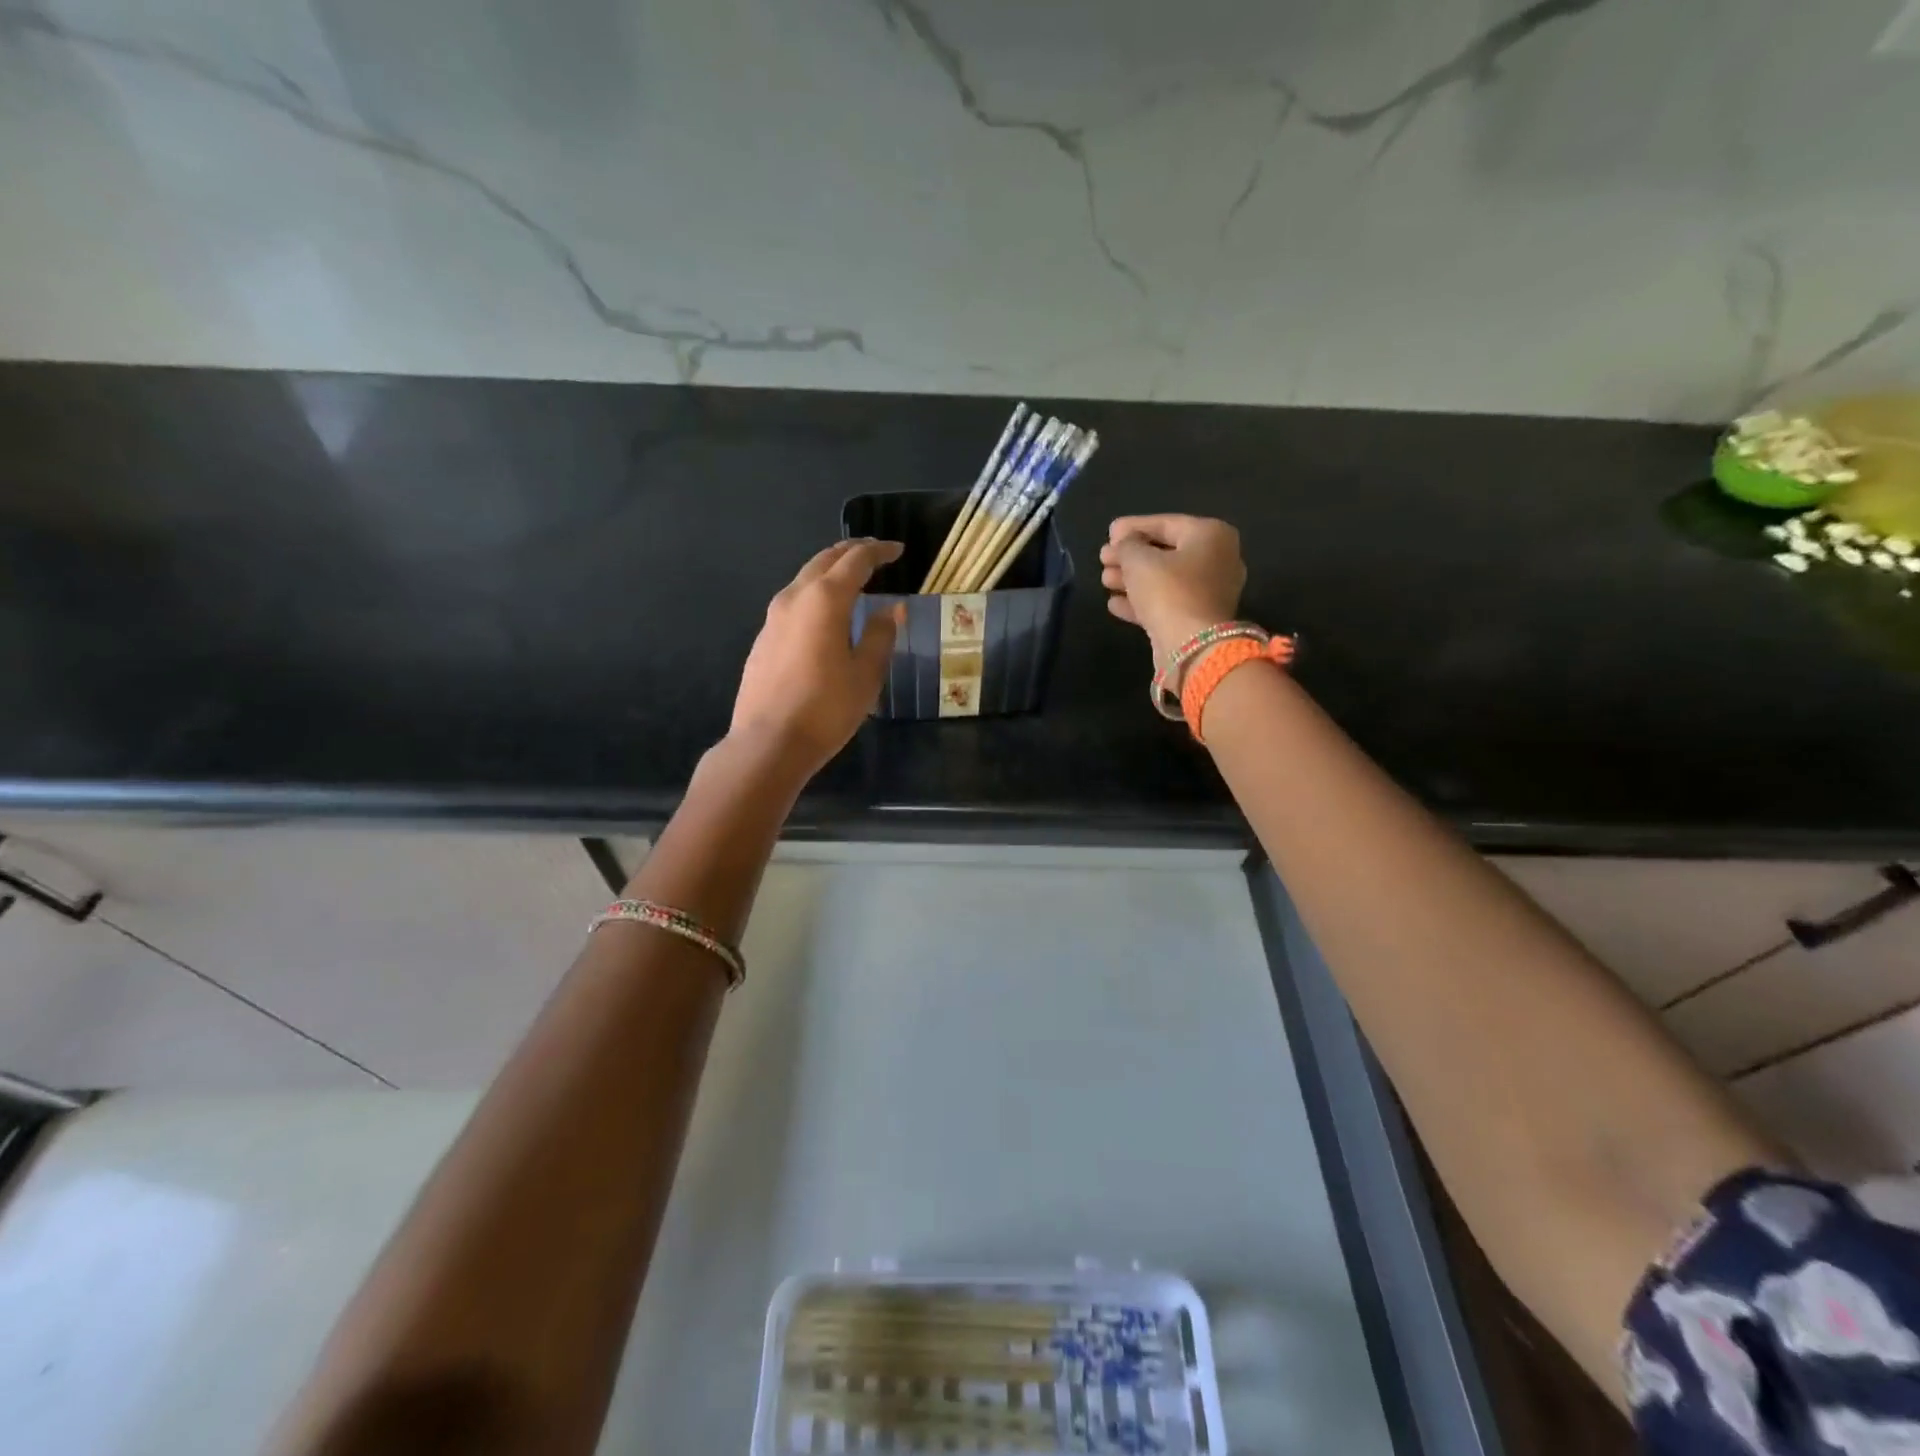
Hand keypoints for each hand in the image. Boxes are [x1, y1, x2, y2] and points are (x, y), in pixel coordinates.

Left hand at [731, 538, 903, 776]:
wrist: (769, 742)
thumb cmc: (826, 708)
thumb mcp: (866, 674)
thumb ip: (880, 635)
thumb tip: (892, 610)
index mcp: (825, 599)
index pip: (856, 561)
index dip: (880, 552)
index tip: (898, 551)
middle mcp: (795, 597)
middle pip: (825, 560)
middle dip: (852, 552)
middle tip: (876, 554)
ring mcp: (773, 617)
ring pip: (805, 578)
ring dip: (831, 572)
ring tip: (853, 579)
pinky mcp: (764, 638)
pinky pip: (794, 601)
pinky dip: (816, 594)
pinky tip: (826, 613)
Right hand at [1099, 515, 1247, 663]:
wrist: (1191, 646)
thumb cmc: (1168, 591)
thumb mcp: (1139, 560)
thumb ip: (1127, 545)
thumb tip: (1124, 543)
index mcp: (1211, 536)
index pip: (1166, 523)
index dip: (1133, 527)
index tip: (1109, 532)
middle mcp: (1217, 560)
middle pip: (1165, 552)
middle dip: (1130, 556)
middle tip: (1103, 558)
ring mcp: (1209, 592)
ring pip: (1164, 579)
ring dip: (1131, 579)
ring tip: (1104, 580)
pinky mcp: (1197, 619)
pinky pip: (1166, 602)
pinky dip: (1141, 601)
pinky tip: (1114, 603)